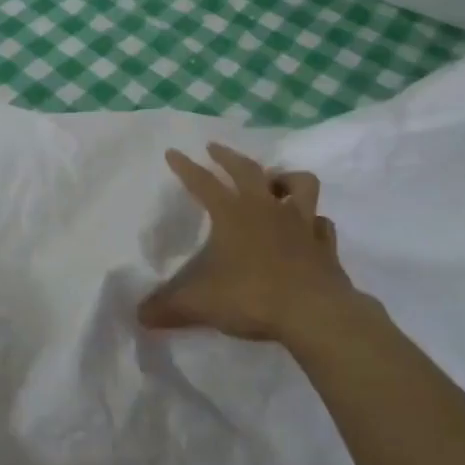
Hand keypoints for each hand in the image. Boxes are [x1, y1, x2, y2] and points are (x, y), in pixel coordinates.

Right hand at [138, 143, 359, 343]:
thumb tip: (139, 315)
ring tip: (274, 182)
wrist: (314, 313)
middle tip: (215, 149)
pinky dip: (314, 222)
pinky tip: (308, 228)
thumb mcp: (199, 303)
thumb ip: (167, 306)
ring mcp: (301, 223)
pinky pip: (321, 223)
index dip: (185, 167)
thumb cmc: (251, 296)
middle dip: (228, 157)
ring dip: (285, 179)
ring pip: (299, 184)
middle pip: (248, 170)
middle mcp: (266, 208)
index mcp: (232, 214)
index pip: (202, 182)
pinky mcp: (324, 245)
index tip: (173, 152)